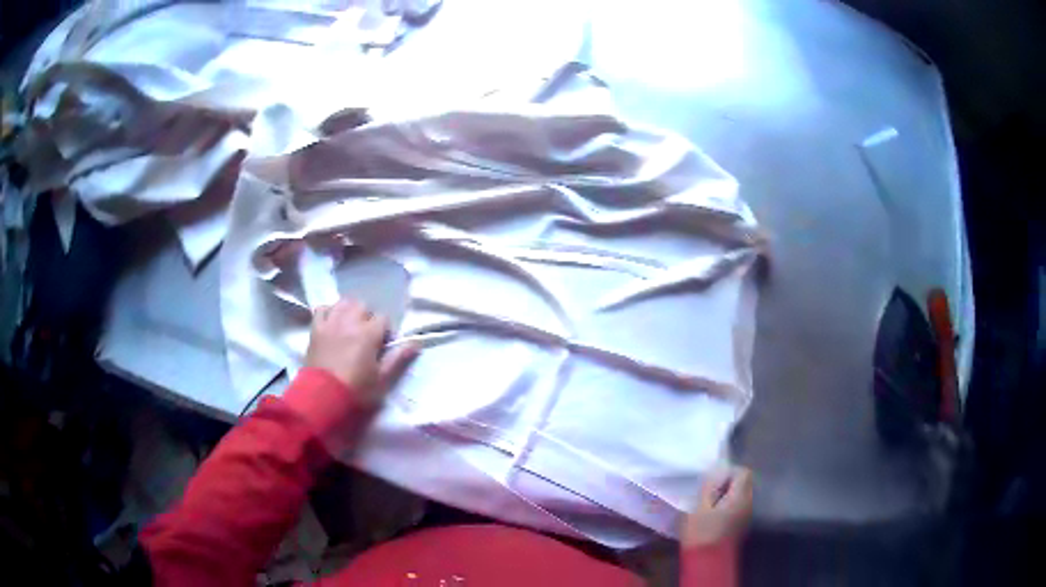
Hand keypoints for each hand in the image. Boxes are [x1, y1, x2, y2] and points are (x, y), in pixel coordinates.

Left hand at [305, 297, 417, 407]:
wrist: (322, 396)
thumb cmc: (356, 389)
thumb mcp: (382, 378)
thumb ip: (398, 358)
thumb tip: (416, 343)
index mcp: (369, 332)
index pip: (384, 318)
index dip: (386, 331)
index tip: (383, 347)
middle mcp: (350, 321)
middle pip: (363, 306)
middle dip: (368, 317)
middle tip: (367, 336)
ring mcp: (330, 322)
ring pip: (343, 303)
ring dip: (350, 311)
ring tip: (350, 327)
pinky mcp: (316, 329)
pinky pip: (322, 309)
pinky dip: (329, 312)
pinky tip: (332, 323)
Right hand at [682, 466, 752, 547]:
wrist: (708, 560)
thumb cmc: (702, 532)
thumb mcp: (700, 506)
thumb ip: (710, 486)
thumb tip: (716, 472)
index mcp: (741, 496)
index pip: (743, 472)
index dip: (729, 472)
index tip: (713, 481)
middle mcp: (749, 503)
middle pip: (745, 483)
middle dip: (729, 483)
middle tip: (710, 491)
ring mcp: (747, 515)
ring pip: (742, 496)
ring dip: (729, 495)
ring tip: (710, 503)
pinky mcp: (742, 525)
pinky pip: (739, 507)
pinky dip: (729, 505)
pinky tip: (715, 515)